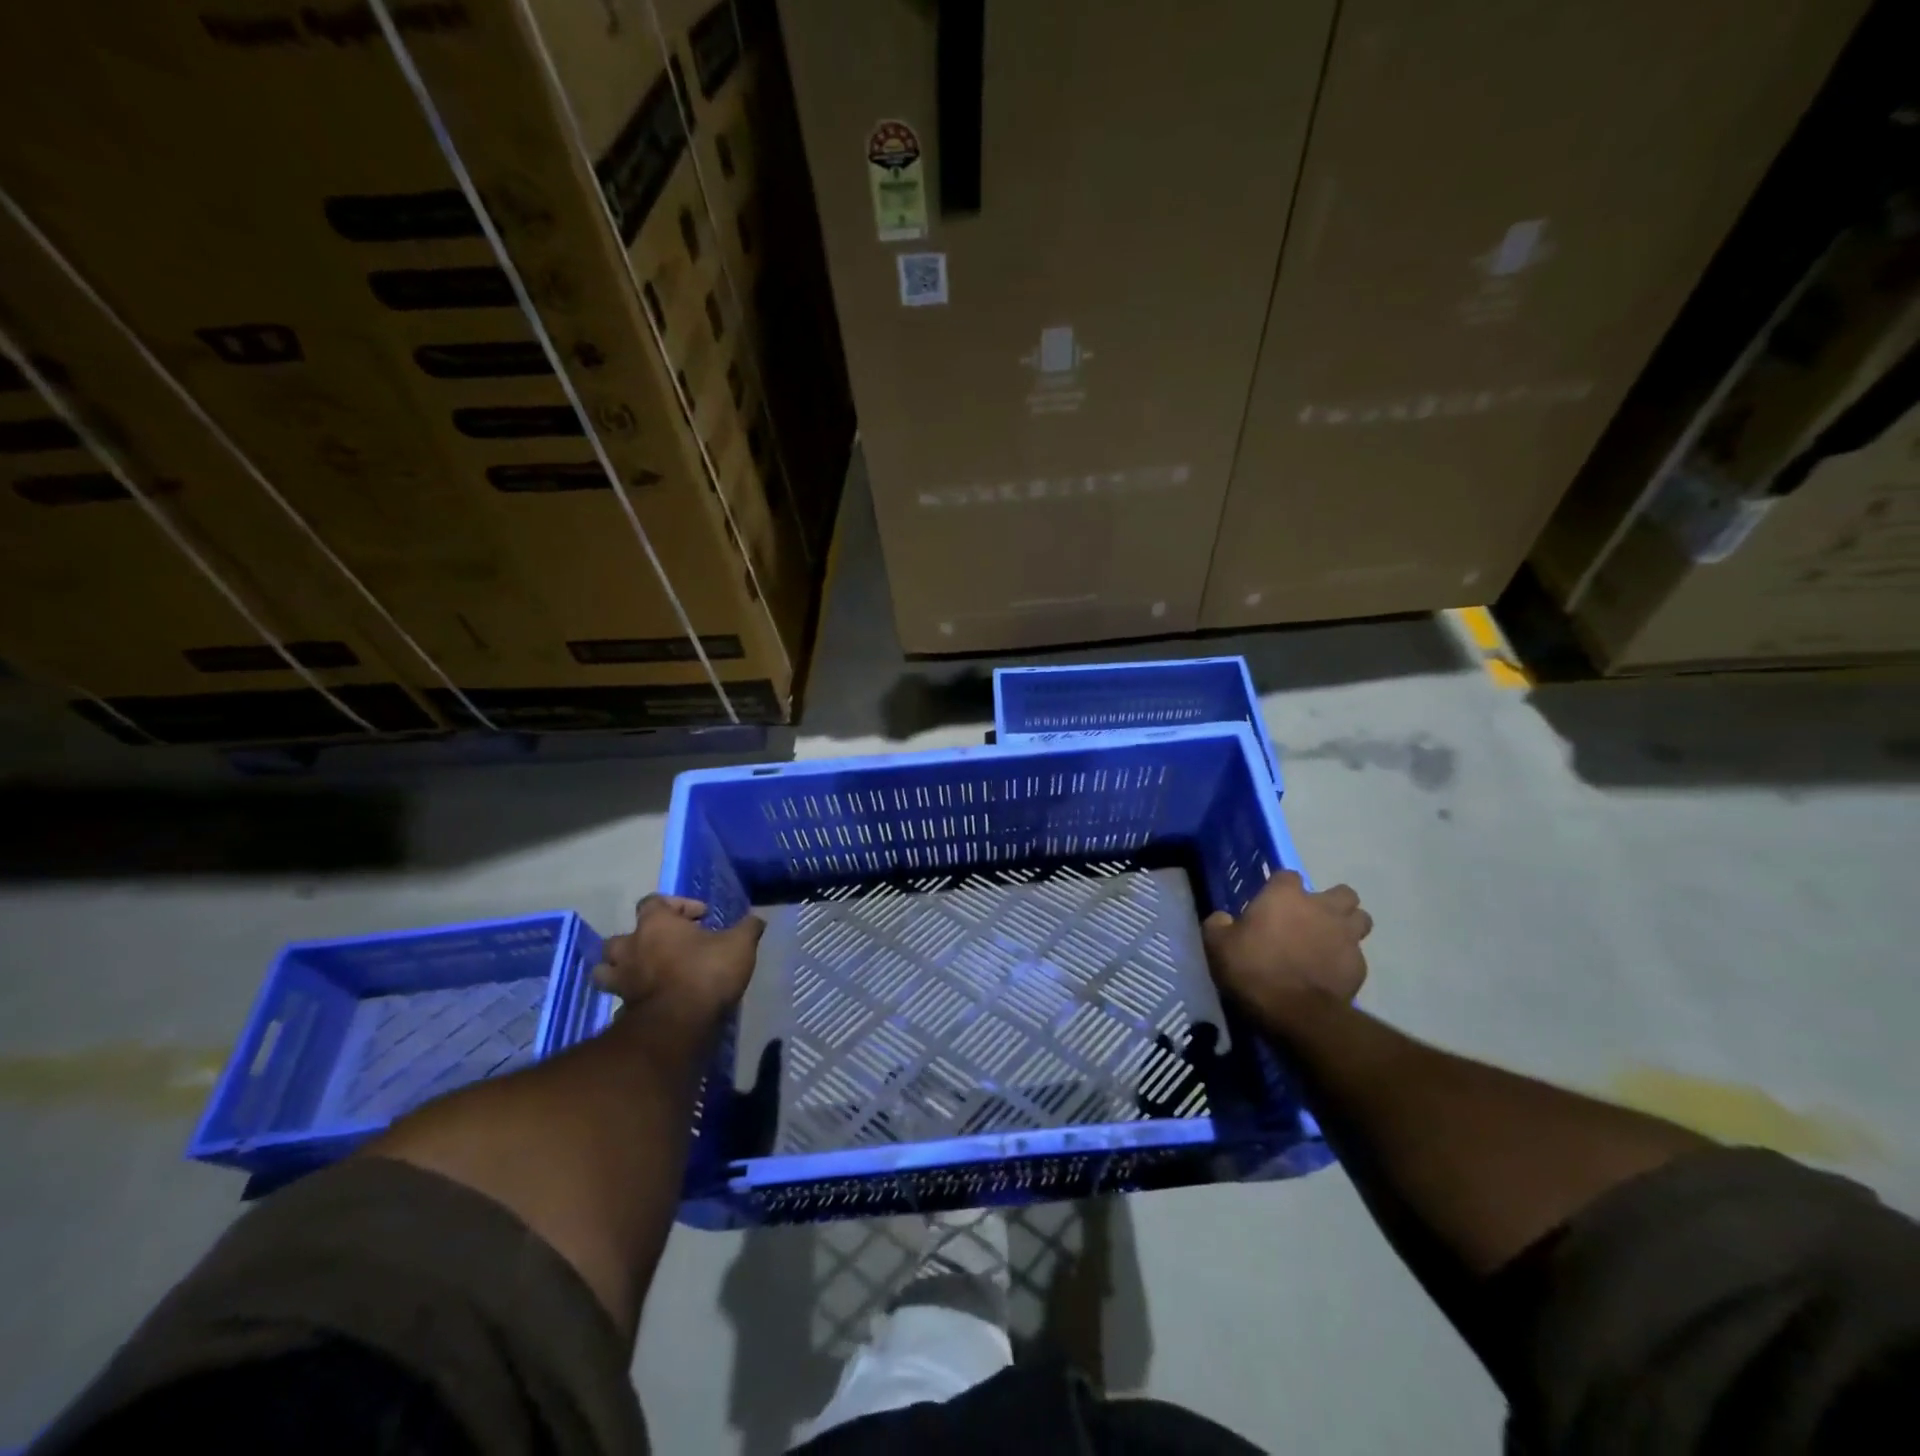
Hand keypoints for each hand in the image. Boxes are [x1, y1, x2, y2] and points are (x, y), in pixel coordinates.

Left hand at [595, 895, 764, 1030]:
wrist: (678, 1024)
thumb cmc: (706, 972)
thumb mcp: (739, 945)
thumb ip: (748, 928)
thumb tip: (757, 919)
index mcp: (655, 924)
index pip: (653, 901)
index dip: (677, 904)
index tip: (701, 916)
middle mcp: (631, 947)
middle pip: (621, 937)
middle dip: (640, 939)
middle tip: (664, 947)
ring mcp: (622, 980)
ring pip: (607, 969)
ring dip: (622, 969)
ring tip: (645, 973)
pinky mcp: (622, 1008)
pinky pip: (620, 998)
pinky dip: (630, 998)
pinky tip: (651, 1001)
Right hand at [1203, 872, 1371, 1024]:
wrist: (1295, 1013)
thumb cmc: (1253, 970)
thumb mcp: (1217, 945)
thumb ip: (1218, 925)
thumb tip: (1222, 919)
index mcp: (1285, 896)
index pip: (1289, 876)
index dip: (1281, 888)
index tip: (1271, 904)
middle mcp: (1322, 908)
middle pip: (1342, 893)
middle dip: (1330, 902)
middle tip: (1311, 919)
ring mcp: (1346, 936)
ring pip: (1360, 919)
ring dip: (1347, 926)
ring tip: (1329, 941)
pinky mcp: (1359, 966)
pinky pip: (1356, 955)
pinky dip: (1345, 960)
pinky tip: (1329, 973)